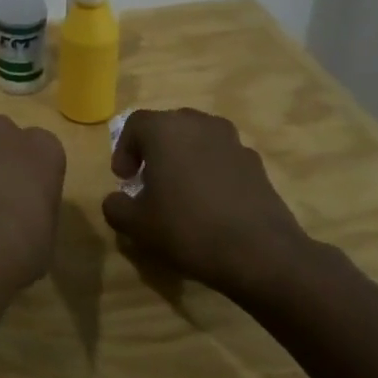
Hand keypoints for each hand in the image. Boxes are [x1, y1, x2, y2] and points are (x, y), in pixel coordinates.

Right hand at [101, 108, 313, 299]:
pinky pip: (223, 158)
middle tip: (149, 180)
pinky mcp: (257, 165)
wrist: (262, 254)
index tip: (124, 179)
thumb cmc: (188, 228)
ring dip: (184, 157)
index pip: (135, 124)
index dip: (124, 149)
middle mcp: (199, 125)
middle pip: (169, 126)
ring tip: (181, 190)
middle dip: (154, 150)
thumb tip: (117, 200)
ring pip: (198, 140)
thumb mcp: (136, 225)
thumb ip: (116, 206)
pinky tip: (211, 204)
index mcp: (165, 130)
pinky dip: (211, 172)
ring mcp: (233, 142)